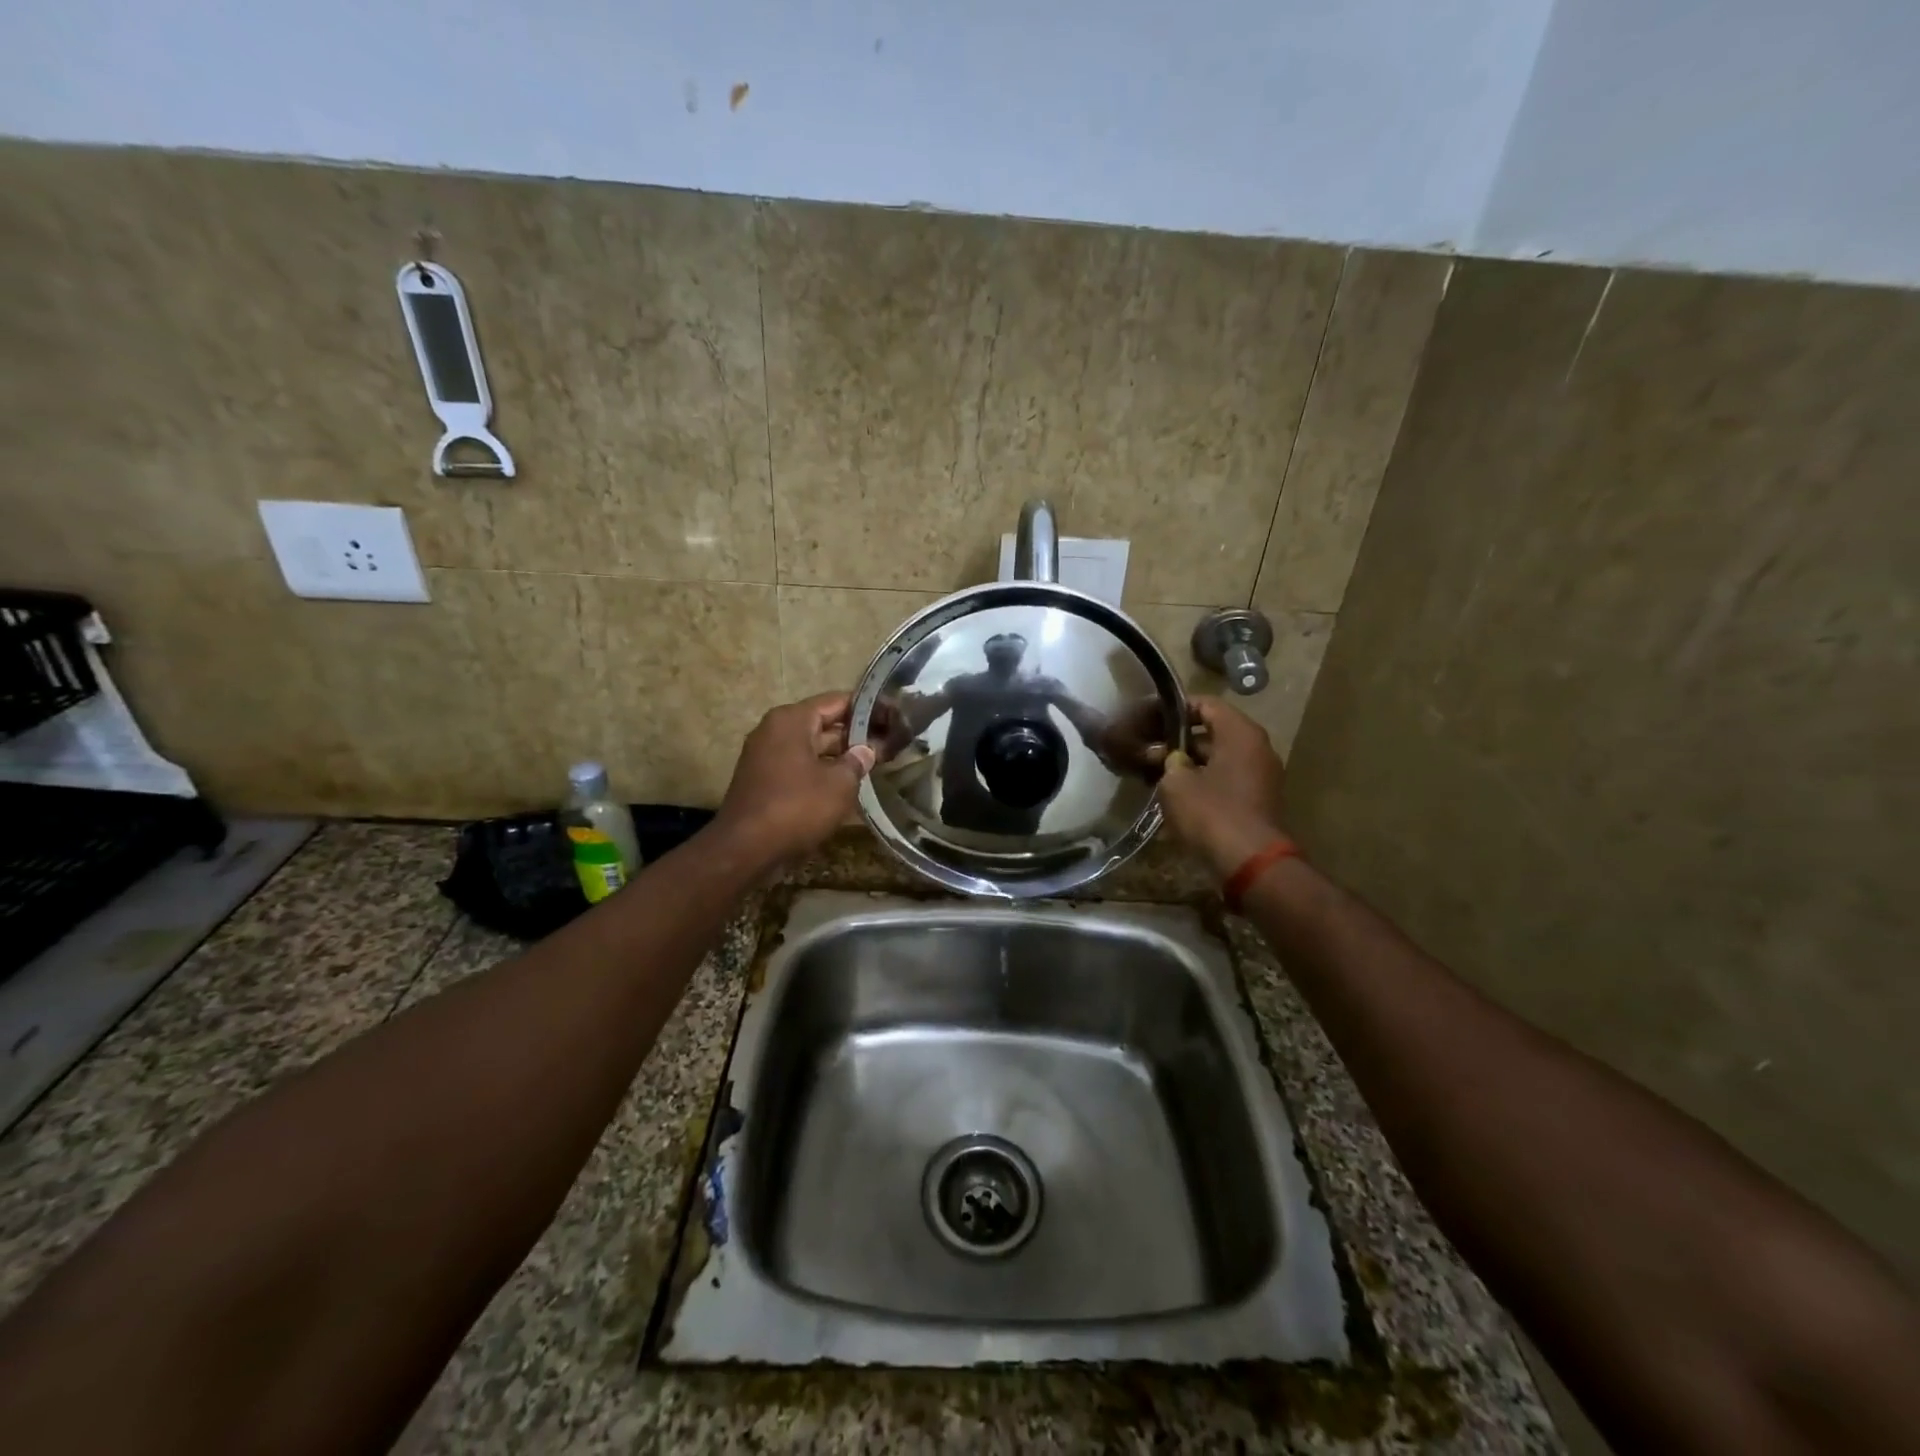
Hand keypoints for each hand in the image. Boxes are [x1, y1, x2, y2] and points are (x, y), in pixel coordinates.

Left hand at [714, 692, 875, 868]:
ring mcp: (765, 755)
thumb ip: (857, 761)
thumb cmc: (797, 807)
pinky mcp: (762, 779)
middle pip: (822, 723)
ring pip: (811, 747)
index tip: (892, 718)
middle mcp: (774, 730)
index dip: (867, 709)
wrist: (745, 848)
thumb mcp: (839, 784)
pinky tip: (844, 785)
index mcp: (792, 720)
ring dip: (838, 756)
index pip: (836, 702)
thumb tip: (866, 750)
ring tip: (872, 765)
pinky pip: (798, 766)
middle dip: (854, 735)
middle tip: (888, 745)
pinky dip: (820, 771)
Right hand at [1157, 696, 1287, 880]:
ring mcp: (1262, 775)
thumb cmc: (1211, 812)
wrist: (1249, 862)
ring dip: (1190, 764)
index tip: (1151, 719)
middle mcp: (1257, 748)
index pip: (1207, 704)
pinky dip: (1204, 781)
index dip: (1176, 709)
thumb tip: (1171, 759)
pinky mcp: (1258, 800)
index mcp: (1240, 733)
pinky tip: (1177, 795)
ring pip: (1219, 758)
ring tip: (1157, 774)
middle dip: (1180, 741)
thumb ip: (1169, 761)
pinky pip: (1227, 779)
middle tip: (1148, 751)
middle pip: (1214, 732)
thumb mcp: (1176, 783)